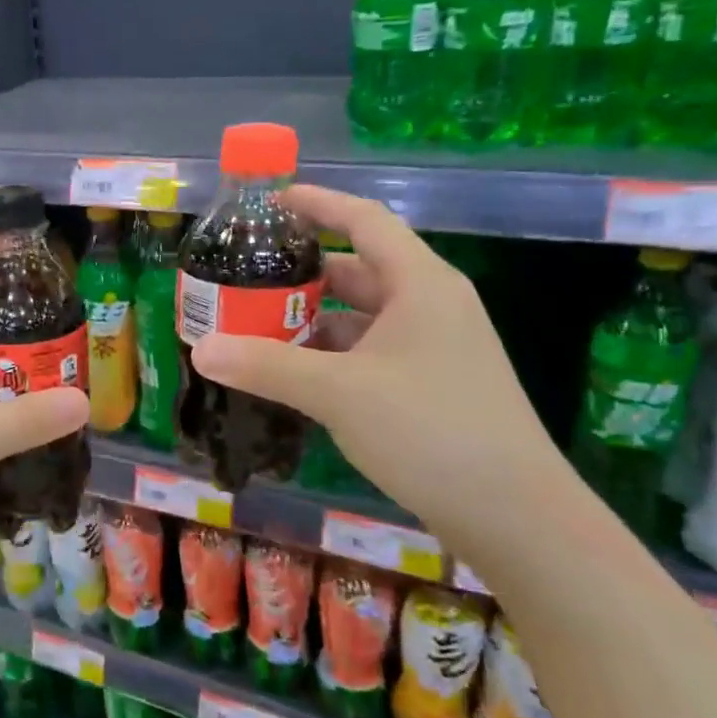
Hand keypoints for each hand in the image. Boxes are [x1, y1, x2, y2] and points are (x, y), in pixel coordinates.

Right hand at [189, 185, 569, 544]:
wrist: (515, 515)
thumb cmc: (431, 430)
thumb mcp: (339, 392)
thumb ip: (266, 366)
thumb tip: (201, 350)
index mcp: (420, 284)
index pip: (365, 220)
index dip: (319, 204)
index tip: (272, 202)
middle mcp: (431, 306)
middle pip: (359, 269)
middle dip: (302, 270)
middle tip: (247, 274)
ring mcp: (435, 348)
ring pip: (362, 316)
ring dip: (313, 318)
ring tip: (256, 325)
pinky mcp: (432, 385)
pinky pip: (370, 351)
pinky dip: (331, 354)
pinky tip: (294, 373)